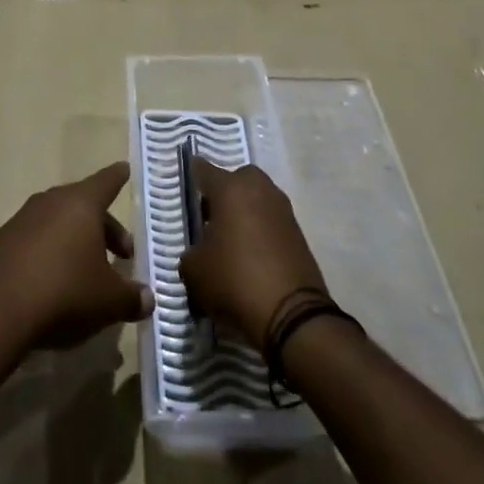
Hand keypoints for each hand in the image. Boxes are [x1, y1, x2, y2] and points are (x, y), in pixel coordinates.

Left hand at [0, 163, 154, 353]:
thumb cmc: (64, 293)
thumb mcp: (108, 301)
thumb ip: (132, 298)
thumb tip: (147, 299)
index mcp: (80, 204)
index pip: (106, 182)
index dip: (118, 177)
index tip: (124, 168)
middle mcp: (49, 203)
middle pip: (82, 205)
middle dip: (104, 226)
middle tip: (122, 252)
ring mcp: (19, 222)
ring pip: (56, 223)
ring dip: (74, 242)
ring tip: (86, 272)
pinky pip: (32, 243)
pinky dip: (47, 256)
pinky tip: (51, 286)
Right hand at [179, 157, 326, 349]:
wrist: (291, 314)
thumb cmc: (234, 279)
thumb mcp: (194, 270)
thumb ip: (191, 252)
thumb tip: (200, 252)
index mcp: (230, 188)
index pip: (203, 169)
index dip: (192, 176)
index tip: (185, 184)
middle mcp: (259, 189)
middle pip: (236, 179)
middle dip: (223, 193)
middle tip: (210, 217)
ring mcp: (283, 209)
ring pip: (256, 199)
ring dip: (244, 212)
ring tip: (229, 240)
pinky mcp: (298, 233)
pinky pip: (271, 221)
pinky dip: (260, 231)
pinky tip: (249, 255)